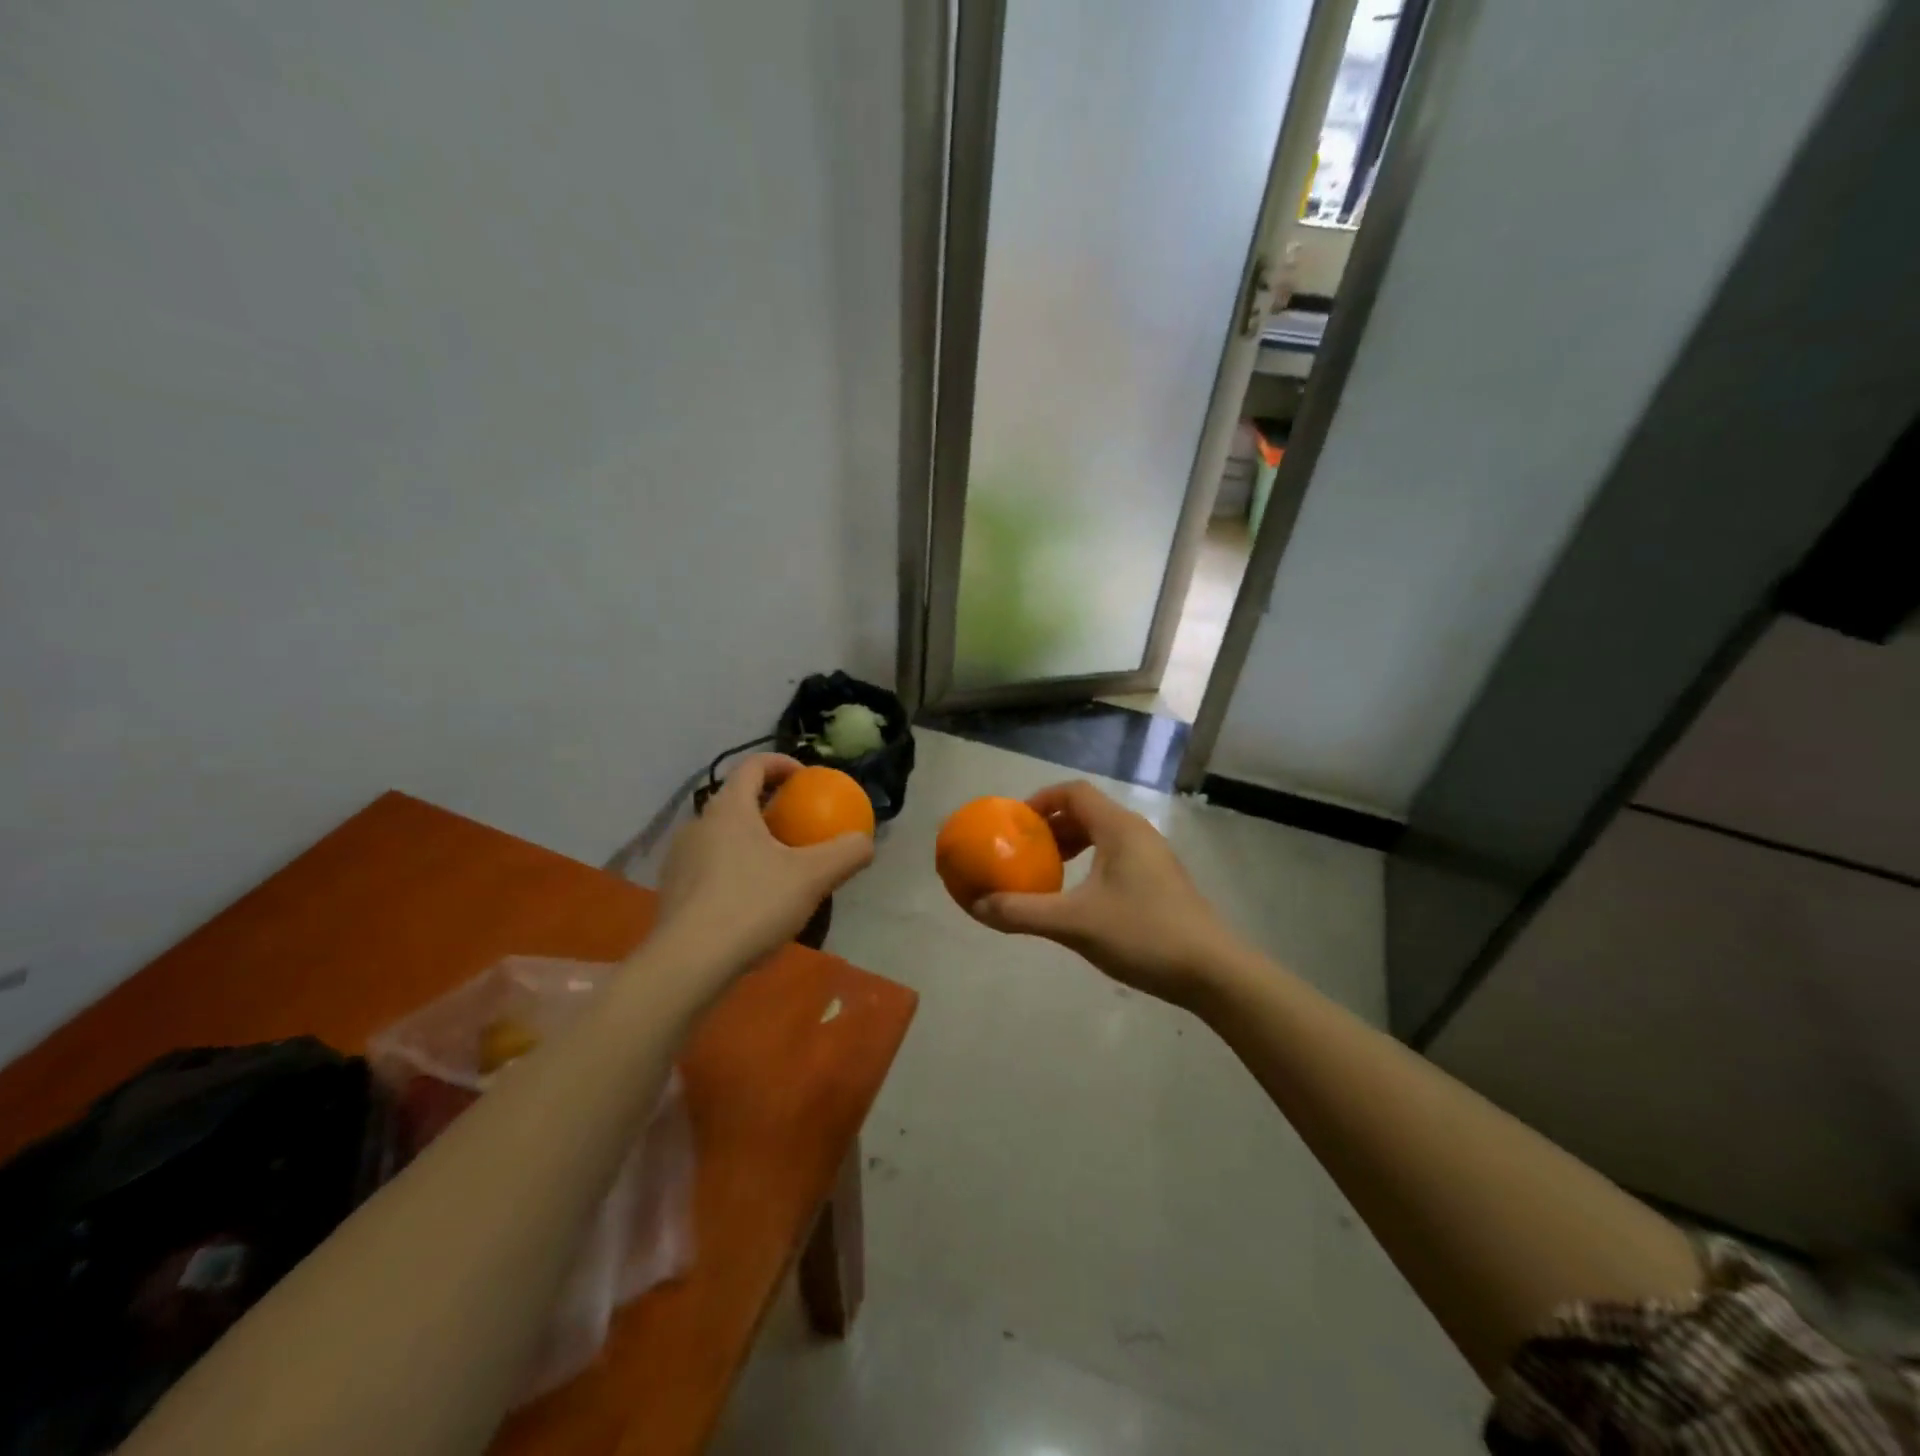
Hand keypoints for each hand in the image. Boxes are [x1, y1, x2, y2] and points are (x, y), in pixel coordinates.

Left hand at [654, 754, 873, 971]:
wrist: (687, 964)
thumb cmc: (752, 905)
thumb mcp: (812, 878)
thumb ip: (845, 853)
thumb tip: (865, 842)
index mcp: (728, 809)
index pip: (753, 766)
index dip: (782, 764)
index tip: (807, 779)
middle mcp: (699, 824)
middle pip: (738, 800)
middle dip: (770, 806)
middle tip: (799, 826)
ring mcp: (681, 859)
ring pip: (723, 835)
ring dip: (752, 839)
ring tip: (780, 865)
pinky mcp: (674, 891)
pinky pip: (711, 865)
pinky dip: (736, 868)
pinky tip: (754, 900)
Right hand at [970, 780, 1242, 1005]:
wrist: (1212, 971)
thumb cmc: (1142, 934)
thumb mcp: (1074, 923)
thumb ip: (1022, 912)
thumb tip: (976, 906)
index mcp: (1118, 828)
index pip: (1073, 793)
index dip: (1040, 801)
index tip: (1014, 824)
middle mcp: (1137, 833)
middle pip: (1087, 812)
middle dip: (1051, 826)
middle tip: (1023, 851)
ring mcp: (1153, 857)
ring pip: (1102, 835)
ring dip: (1071, 846)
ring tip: (1046, 873)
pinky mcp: (1160, 881)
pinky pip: (1115, 856)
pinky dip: (1089, 864)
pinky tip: (1079, 898)